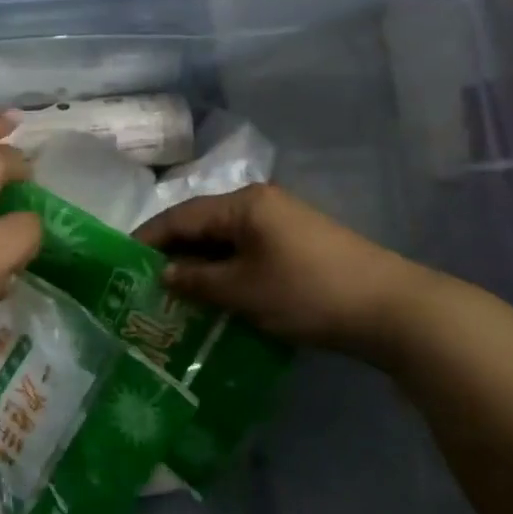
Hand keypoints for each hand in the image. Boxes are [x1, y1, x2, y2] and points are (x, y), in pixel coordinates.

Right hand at [134, 183, 437, 357]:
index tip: (121, 262)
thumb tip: (164, 273)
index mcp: (243, 204)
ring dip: (200, 264)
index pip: (180, 216)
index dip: (148, 238)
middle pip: (202, 224)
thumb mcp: (243, 290)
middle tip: (143, 282)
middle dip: (173, 252)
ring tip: (174, 293)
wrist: (391, 309)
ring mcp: (282, 223)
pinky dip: (226, 270)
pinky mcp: (298, 245)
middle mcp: (260, 204)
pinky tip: (214, 294)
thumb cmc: (307, 292)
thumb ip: (198, 280)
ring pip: (225, 240)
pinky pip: (247, 251)